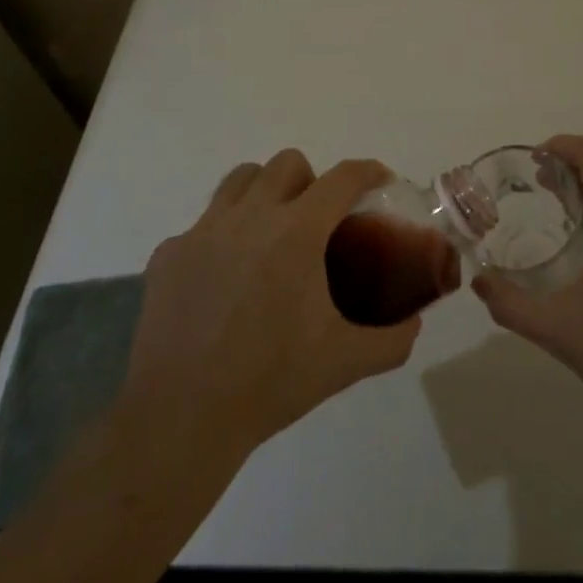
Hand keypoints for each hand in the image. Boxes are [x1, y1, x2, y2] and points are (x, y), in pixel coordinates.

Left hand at [119, 151, 419, 460]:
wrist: (181, 418)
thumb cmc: (270, 382)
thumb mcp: (345, 363)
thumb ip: (391, 340)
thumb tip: (414, 323)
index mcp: (297, 232)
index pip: (342, 178)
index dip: (368, 171)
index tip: (379, 182)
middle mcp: (250, 216)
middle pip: (287, 164)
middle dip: (311, 181)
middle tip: (318, 220)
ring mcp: (203, 231)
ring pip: (240, 180)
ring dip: (264, 192)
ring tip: (270, 232)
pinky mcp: (169, 254)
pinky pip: (202, 225)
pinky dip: (221, 237)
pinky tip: (223, 279)